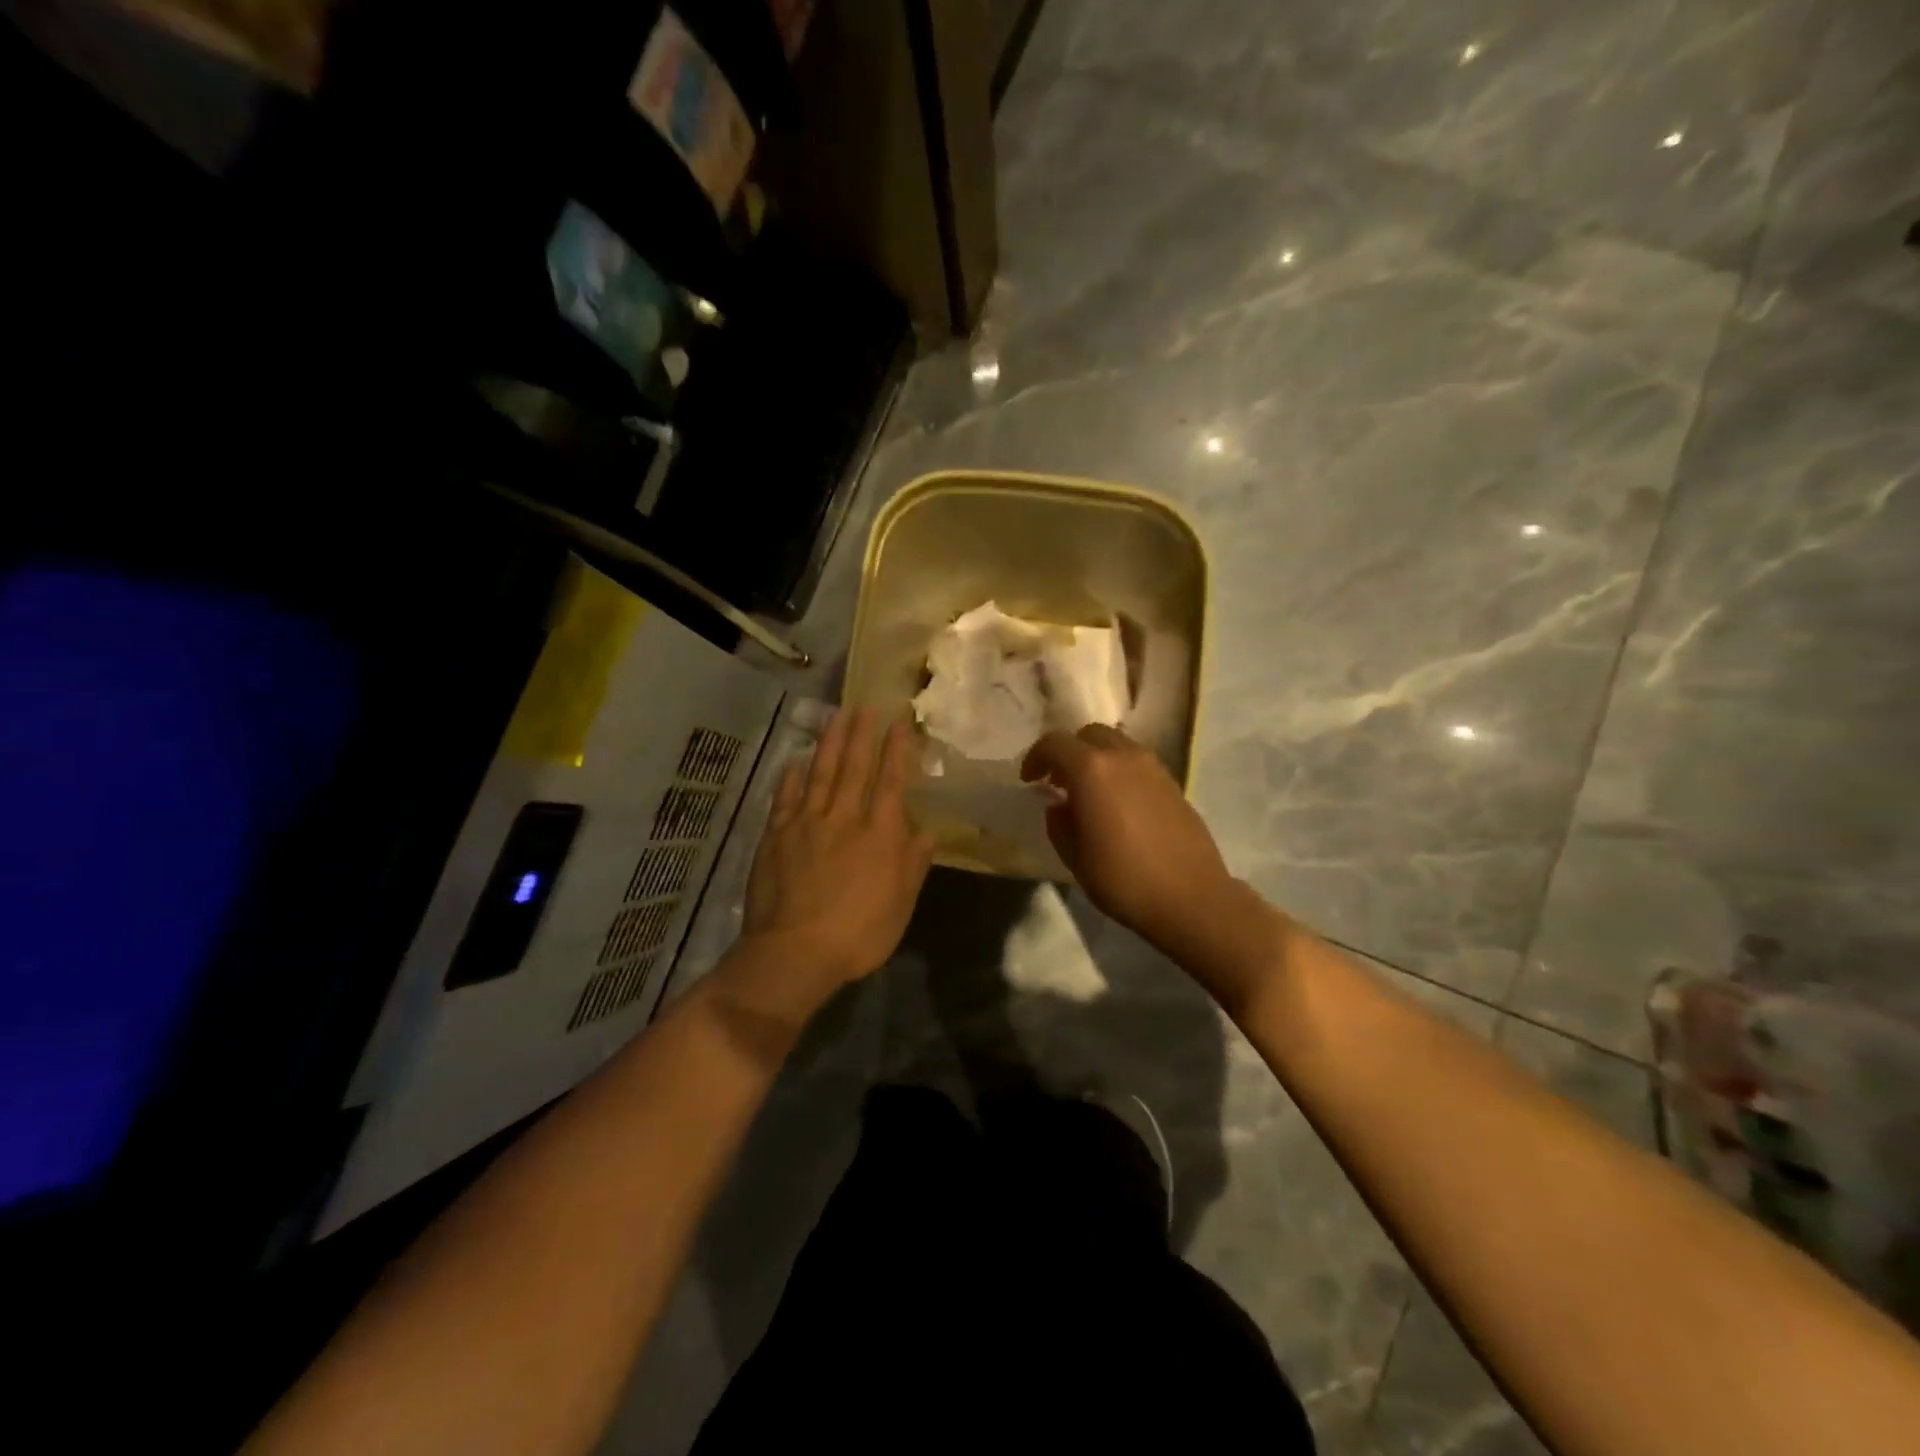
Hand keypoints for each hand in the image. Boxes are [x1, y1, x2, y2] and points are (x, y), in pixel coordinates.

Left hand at [736, 707, 934, 1001]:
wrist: (794, 953)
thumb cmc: (858, 934)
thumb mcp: (901, 905)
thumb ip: (913, 863)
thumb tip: (927, 830)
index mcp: (879, 834)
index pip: (891, 781)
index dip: (897, 750)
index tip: (900, 723)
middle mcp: (843, 818)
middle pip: (854, 767)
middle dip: (862, 734)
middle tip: (866, 705)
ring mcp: (806, 823)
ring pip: (820, 773)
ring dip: (830, 742)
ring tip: (836, 716)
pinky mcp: (775, 835)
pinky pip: (785, 798)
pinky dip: (791, 777)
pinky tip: (795, 762)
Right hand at [1021, 725, 1247, 961]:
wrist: (1190, 897)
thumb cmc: (1123, 879)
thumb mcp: (1075, 857)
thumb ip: (1059, 823)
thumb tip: (1059, 806)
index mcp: (1091, 769)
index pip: (1054, 743)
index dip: (1036, 758)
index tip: (1029, 780)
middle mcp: (1123, 756)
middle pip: (1088, 735)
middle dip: (1068, 752)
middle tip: (1059, 781)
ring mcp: (1153, 766)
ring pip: (1117, 744)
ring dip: (1097, 759)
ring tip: (1089, 792)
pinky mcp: (1173, 782)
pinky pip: (1137, 762)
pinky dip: (1120, 771)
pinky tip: (1118, 803)